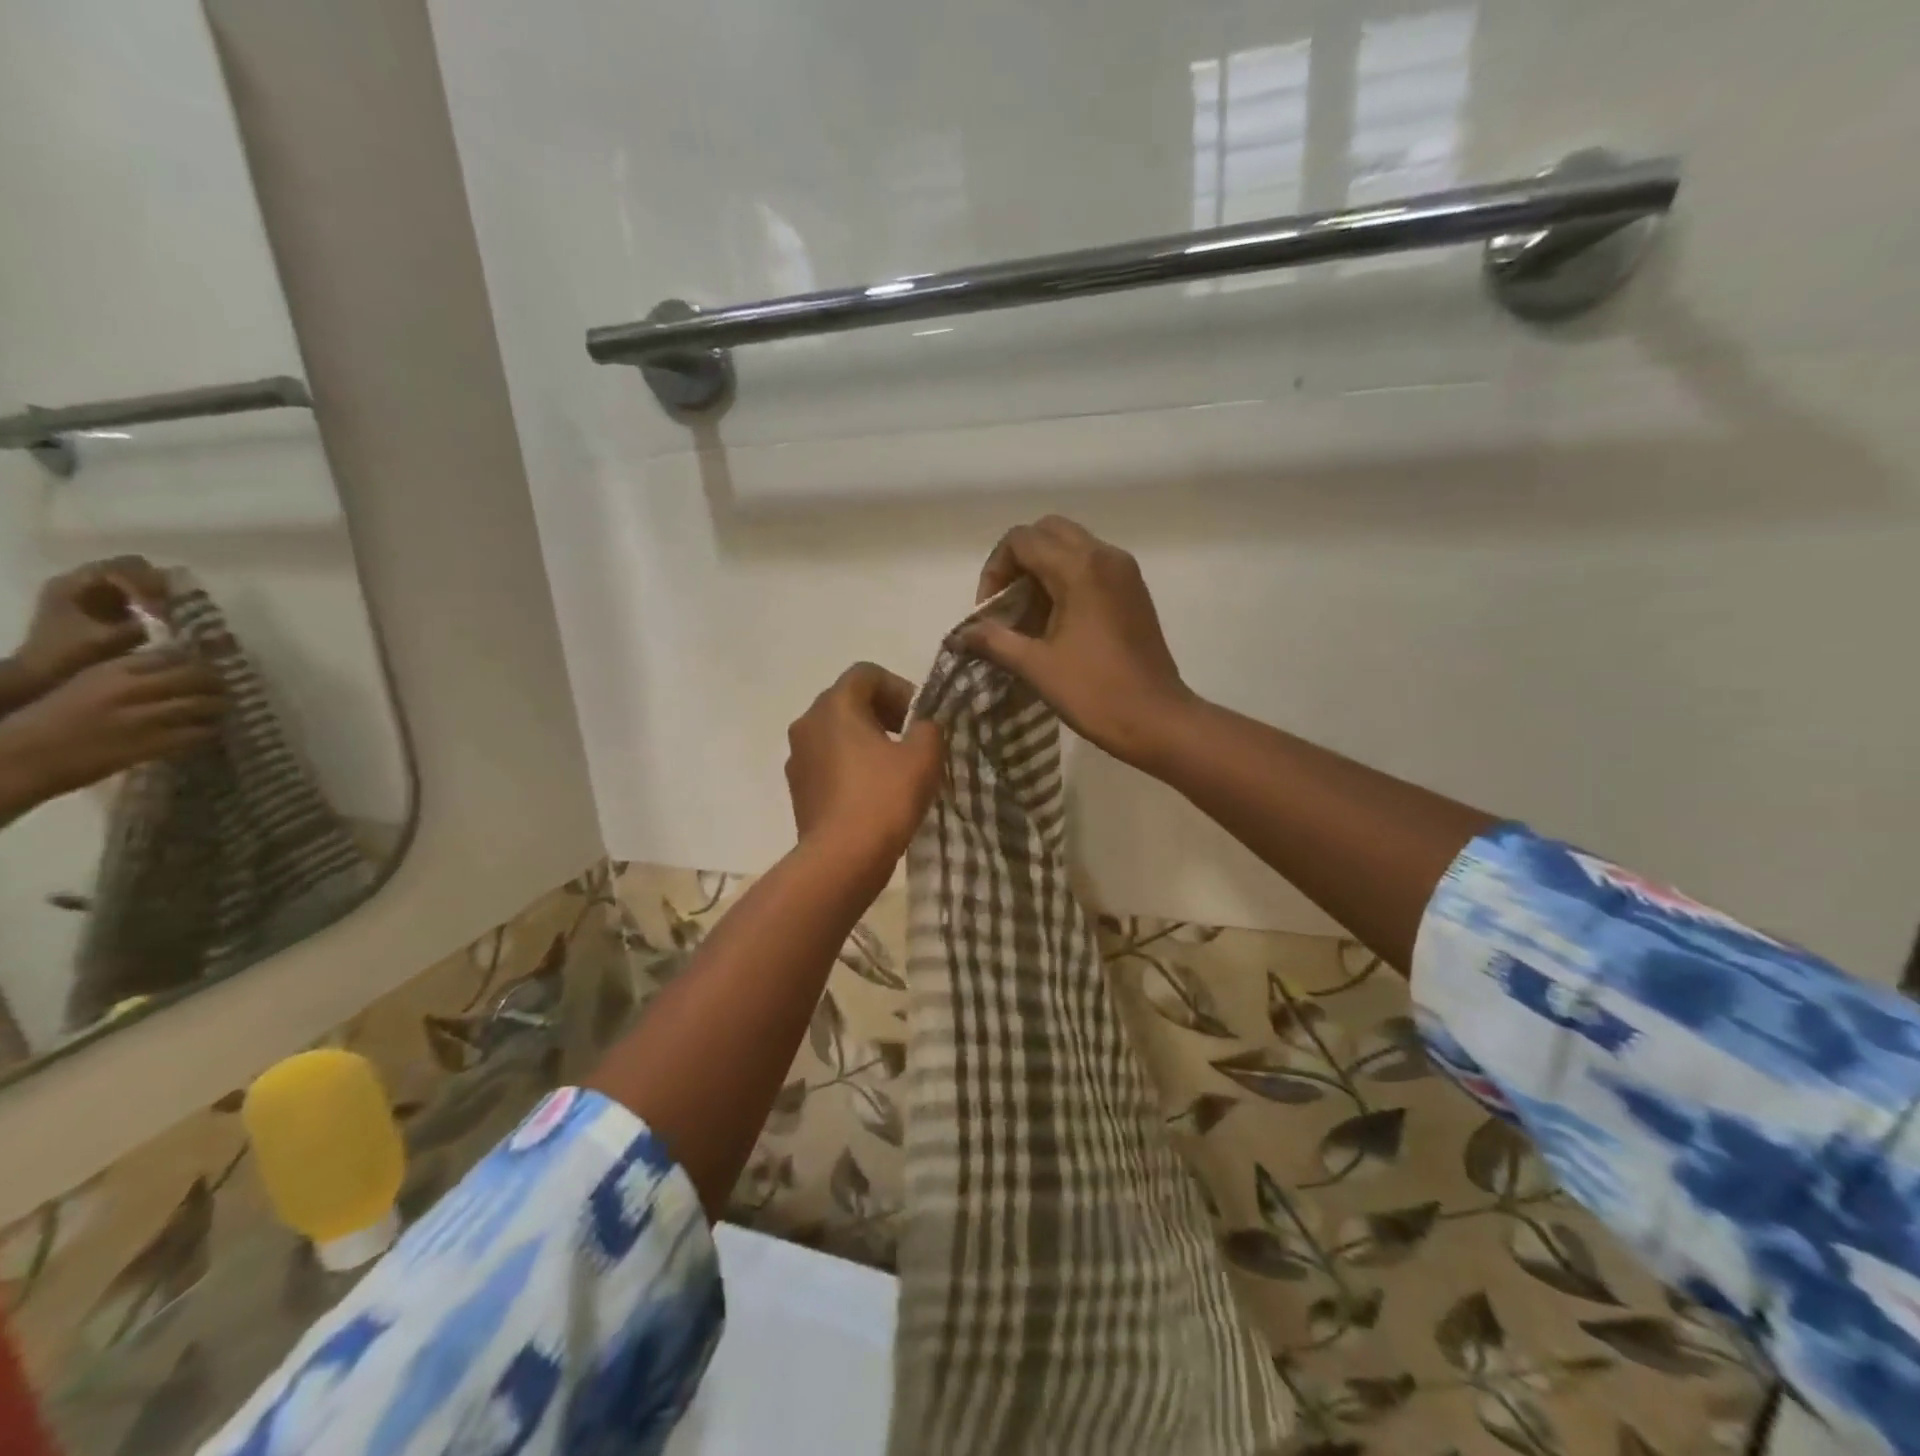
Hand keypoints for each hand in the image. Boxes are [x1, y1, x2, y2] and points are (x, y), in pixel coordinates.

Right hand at [0, 651, 222, 822]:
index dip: (200, 660)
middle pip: (197, 676)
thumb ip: (129, 675)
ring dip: (220, 708)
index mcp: (111, 671)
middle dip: (218, 683)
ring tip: (223, 711)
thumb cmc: (52, 719)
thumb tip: (176, 669)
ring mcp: (144, 717)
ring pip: (205, 704)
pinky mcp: (152, 744)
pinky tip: (212, 733)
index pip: (173, 655)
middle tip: (227, 690)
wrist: (21, 757)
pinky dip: (211, 732)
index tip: (214, 666)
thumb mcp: (87, 684)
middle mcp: (131, 688)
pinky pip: (200, 734)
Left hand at [7, 557, 168, 701]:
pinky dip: (152, 603)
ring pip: (136, 580)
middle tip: (180, 607)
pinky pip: (134, 594)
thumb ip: (147, 625)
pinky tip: (165, 620)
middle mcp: (81, 581)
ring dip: (159, 594)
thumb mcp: (110, 640)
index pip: (124, 569)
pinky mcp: (101, 606)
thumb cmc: (71, 655)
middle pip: (133, 568)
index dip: (149, 587)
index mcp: (74, 584)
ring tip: (177, 613)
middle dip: (160, 586)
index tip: (166, 610)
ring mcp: (91, 593)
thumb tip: (187, 618)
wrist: (41, 675)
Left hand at [786, 663, 942, 875]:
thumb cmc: (884, 797)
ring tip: (894, 769)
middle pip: (848, 701)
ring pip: (836, 734)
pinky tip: (874, 793)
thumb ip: (929, 728)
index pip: (866, 674)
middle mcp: (807, 723)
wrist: (842, 858)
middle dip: (883, 714)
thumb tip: (922, 727)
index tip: (919, 718)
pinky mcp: (798, 789)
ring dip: (866, 741)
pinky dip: (851, 766)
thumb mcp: (924, 756)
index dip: (899, 687)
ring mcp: (797, 757)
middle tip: (911, 740)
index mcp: (834, 705)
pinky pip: (828, 763)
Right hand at [961, 516, 1195, 768]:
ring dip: (1042, 571)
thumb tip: (960, 635)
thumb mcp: (1036, 667)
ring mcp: (1124, 572)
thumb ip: (994, 641)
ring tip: (1028, 618)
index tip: (990, 612)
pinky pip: (1091, 566)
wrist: (1157, 720)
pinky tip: (1056, 623)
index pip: (1022, 540)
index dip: (995, 570)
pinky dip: (1066, 580)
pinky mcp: (1133, 591)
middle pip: (1047, 533)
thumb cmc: (1095, 693)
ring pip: (1071, 547)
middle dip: (1018, 562)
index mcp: (1080, 568)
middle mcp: (1105, 556)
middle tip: (1007, 604)